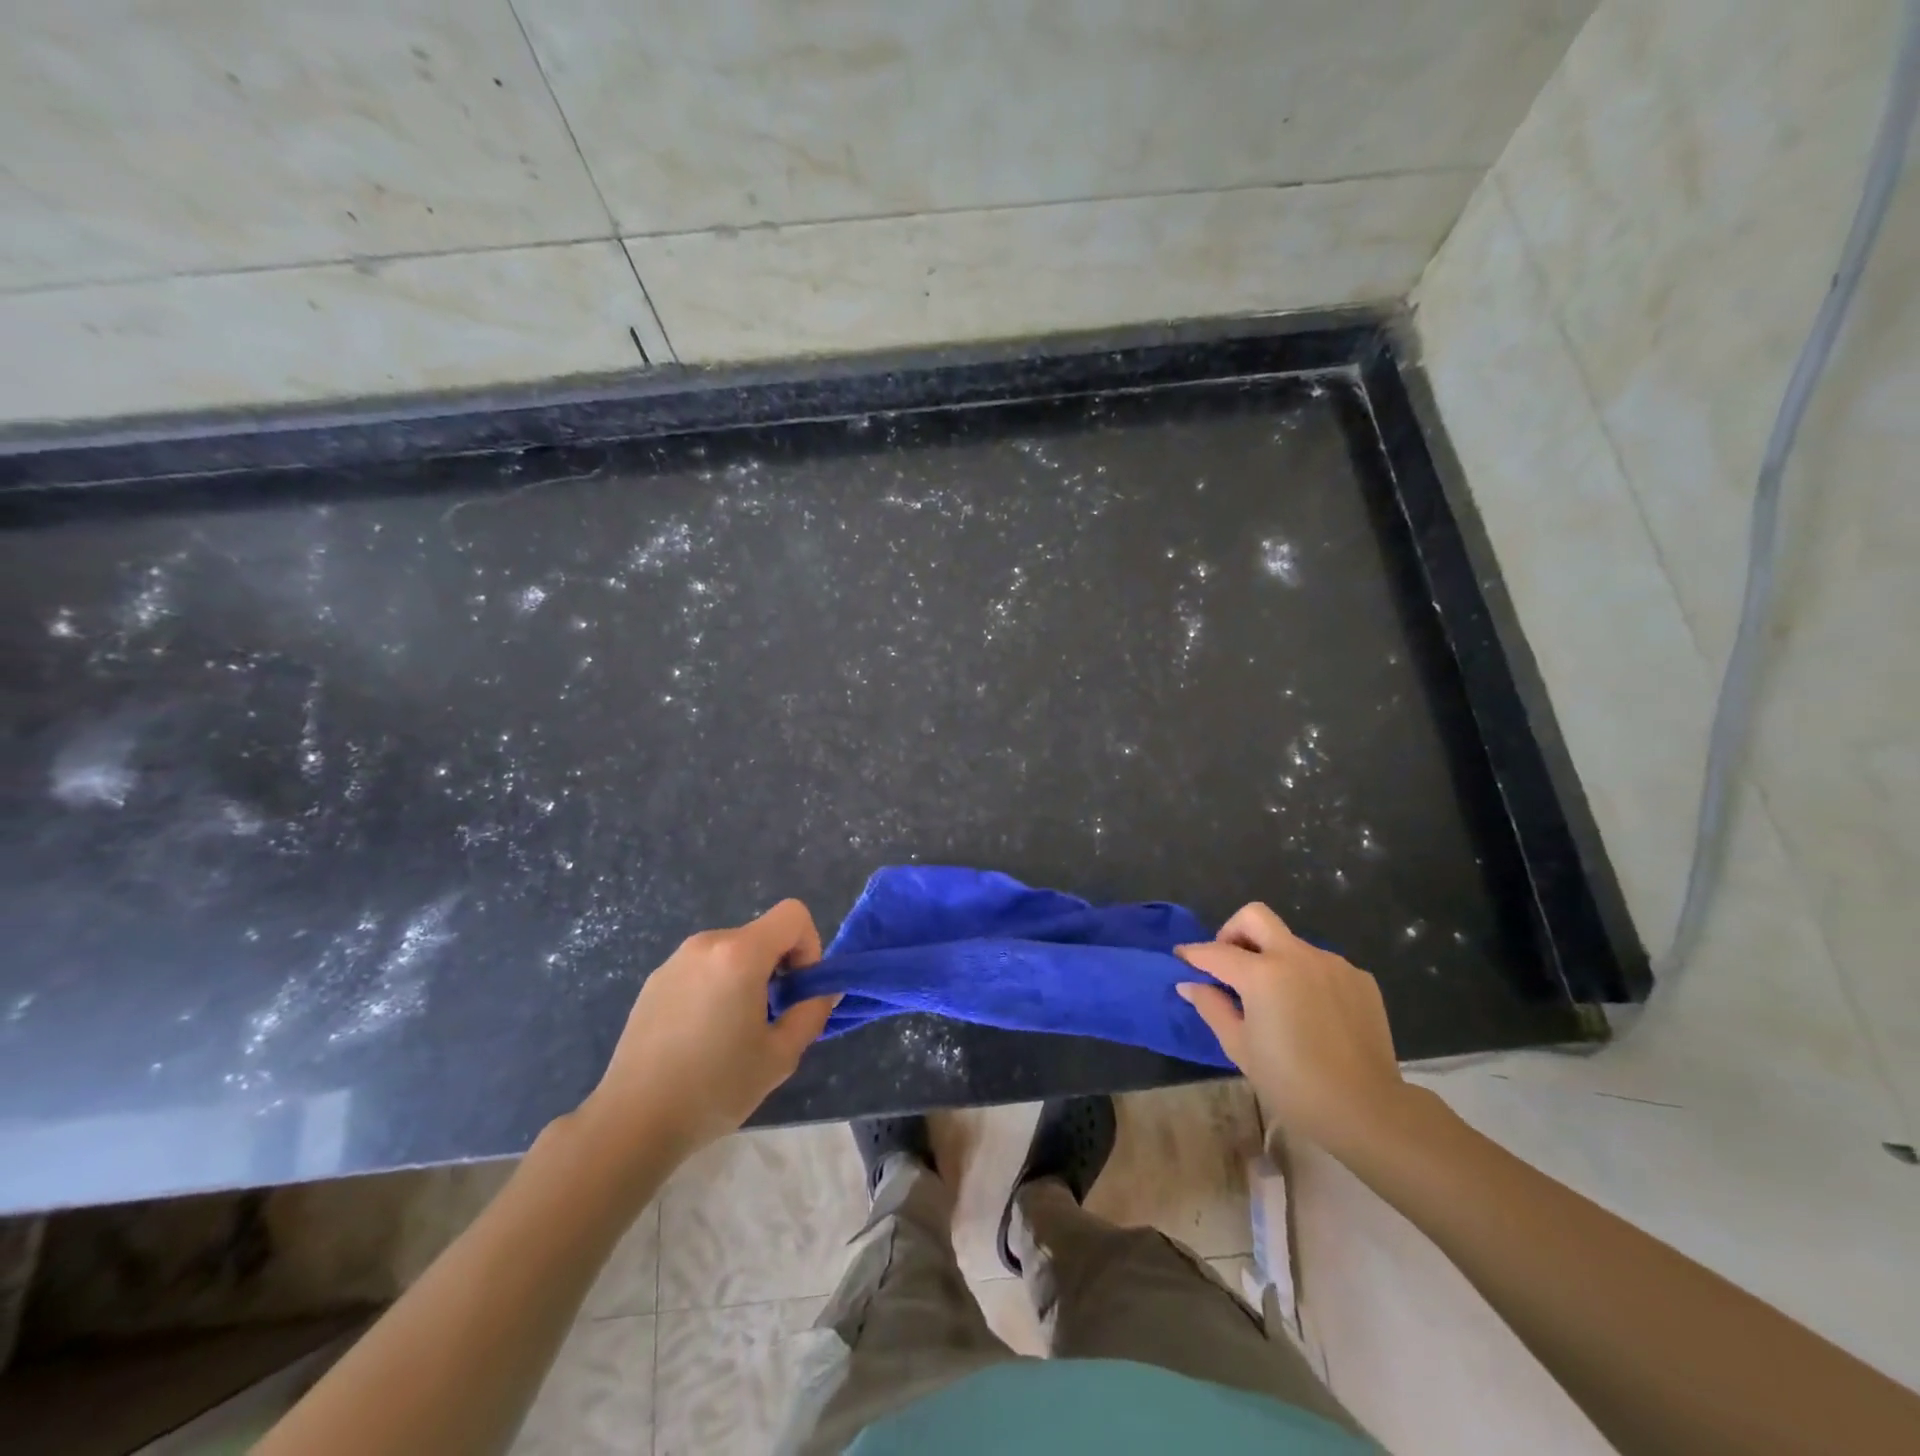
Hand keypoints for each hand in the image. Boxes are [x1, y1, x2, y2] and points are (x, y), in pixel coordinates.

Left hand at [582, 900, 838, 1159]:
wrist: (633, 1122)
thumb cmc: (715, 1088)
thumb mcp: (781, 1056)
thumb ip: (812, 1013)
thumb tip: (824, 991)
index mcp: (740, 954)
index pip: (793, 915)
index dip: (809, 946)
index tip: (798, 990)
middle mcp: (706, 944)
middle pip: (762, 934)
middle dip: (778, 967)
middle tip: (771, 1019)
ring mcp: (675, 961)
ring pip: (732, 952)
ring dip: (747, 978)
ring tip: (734, 1032)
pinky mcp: (655, 981)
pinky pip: (703, 969)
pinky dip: (716, 987)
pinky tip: (701, 1037)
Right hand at [1176, 902, 1410, 1156]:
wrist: (1367, 1110)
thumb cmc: (1292, 1083)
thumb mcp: (1240, 1047)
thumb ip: (1212, 1007)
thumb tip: (1190, 984)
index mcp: (1262, 974)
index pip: (1216, 952)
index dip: (1193, 954)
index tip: (1182, 960)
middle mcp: (1297, 956)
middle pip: (1254, 917)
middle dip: (1232, 932)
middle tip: (1228, 964)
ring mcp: (1332, 964)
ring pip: (1289, 942)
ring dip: (1272, 957)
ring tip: (1273, 999)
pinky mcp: (1359, 978)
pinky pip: (1320, 964)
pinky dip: (1304, 976)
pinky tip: (1308, 1011)